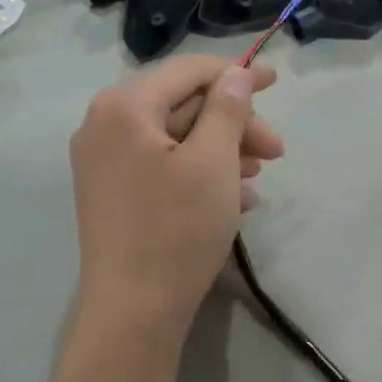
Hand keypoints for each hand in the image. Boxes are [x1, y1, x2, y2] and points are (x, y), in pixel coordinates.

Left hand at [69, 55, 282, 336]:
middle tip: (276, 151)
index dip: (237, 73)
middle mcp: (105, 124)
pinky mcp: (112, 192)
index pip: (189, 71)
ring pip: (176, 138)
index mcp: (124, 106)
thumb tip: (238, 74)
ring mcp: (104, 161)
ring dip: (223, 151)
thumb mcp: (213, 162)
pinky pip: (162, 166)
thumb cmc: (177, 228)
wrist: (134, 309)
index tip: (277, 82)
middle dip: (234, 124)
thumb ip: (227, 109)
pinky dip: (200, 174)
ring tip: (257, 178)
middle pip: (183, 106)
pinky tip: (235, 199)